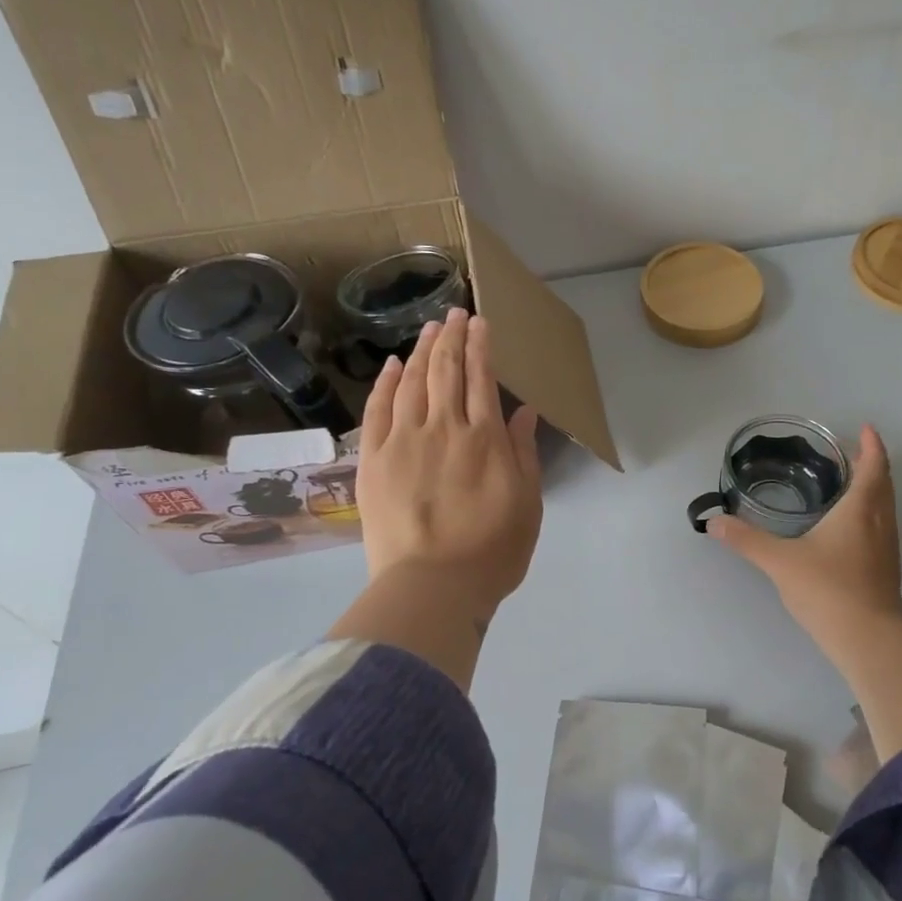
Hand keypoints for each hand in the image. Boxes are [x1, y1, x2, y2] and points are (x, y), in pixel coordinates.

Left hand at [355, 308, 543, 618]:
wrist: (432, 587)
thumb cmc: (492, 551)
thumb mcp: (528, 503)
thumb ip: (524, 453)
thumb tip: (524, 411)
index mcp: (485, 439)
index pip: (480, 378)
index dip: (480, 346)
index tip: (479, 322)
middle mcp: (444, 428)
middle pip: (445, 371)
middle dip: (451, 337)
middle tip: (454, 313)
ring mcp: (404, 441)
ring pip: (411, 383)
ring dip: (421, 351)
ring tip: (429, 328)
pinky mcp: (374, 460)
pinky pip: (377, 411)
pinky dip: (384, 384)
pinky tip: (391, 365)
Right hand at [707, 424, 901, 651]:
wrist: (868, 639)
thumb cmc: (828, 589)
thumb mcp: (780, 562)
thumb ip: (746, 540)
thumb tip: (713, 523)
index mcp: (860, 509)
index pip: (874, 466)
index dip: (873, 445)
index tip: (868, 428)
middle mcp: (880, 522)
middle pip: (884, 483)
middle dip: (872, 463)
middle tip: (853, 451)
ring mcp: (887, 546)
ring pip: (885, 506)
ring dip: (874, 488)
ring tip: (850, 482)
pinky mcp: (886, 568)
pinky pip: (882, 525)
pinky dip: (871, 512)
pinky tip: (850, 526)